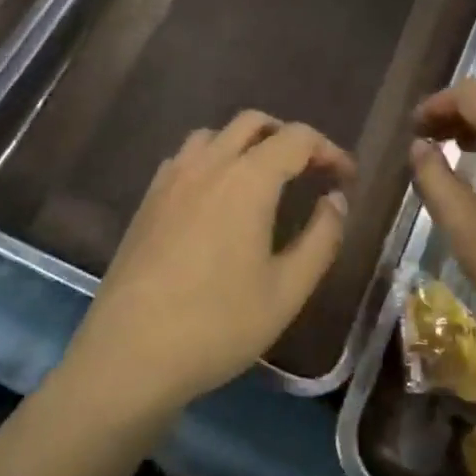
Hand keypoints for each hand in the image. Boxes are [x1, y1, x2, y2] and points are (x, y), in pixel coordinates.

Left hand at [66, 111, 354, 416]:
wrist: (130, 353)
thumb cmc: (218, 324)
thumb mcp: (287, 290)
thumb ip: (321, 238)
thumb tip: (335, 200)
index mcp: (247, 180)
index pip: (297, 139)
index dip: (328, 150)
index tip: (346, 178)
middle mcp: (207, 165)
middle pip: (252, 122)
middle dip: (288, 137)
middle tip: (309, 170)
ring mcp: (171, 179)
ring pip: (214, 135)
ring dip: (246, 143)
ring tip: (263, 180)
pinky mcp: (147, 200)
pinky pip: (185, 158)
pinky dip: (211, 160)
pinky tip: (216, 199)